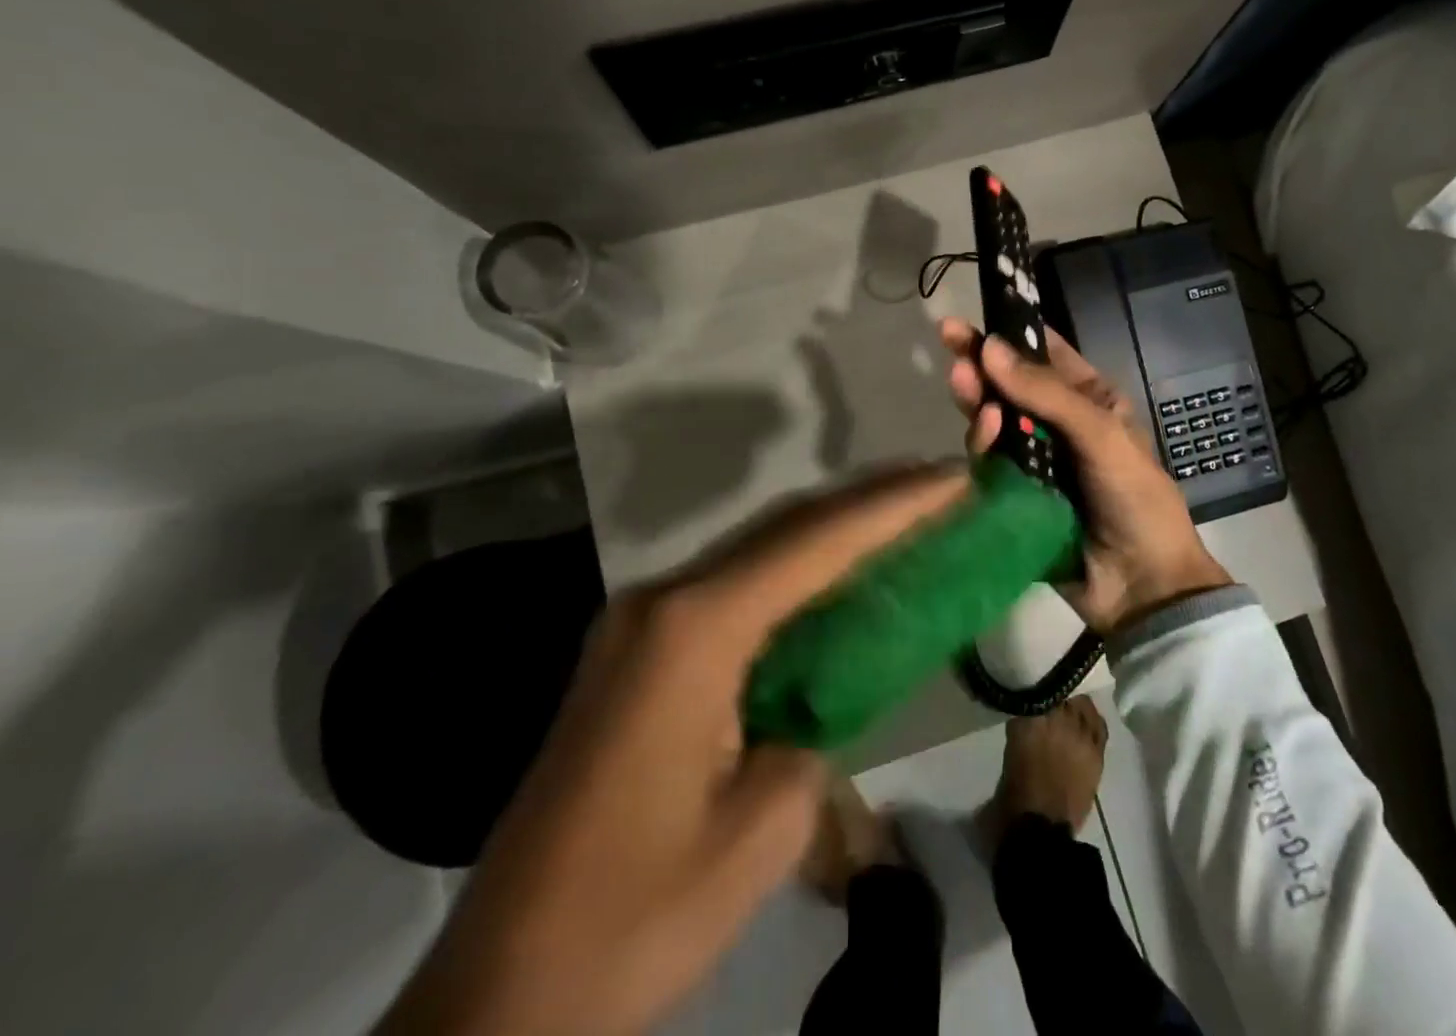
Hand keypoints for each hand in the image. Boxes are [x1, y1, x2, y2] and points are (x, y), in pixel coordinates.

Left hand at [377, 463, 969, 1035]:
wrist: (497, 997)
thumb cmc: (636, 916)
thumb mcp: (761, 832)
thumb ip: (814, 731)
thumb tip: (821, 694)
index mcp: (696, 629)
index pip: (816, 542)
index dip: (896, 505)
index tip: (955, 476)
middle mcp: (664, 600)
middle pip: (786, 526)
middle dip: (869, 498)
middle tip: (939, 481)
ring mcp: (642, 621)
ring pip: (757, 548)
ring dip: (832, 527)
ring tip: (904, 510)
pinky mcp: (637, 650)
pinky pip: (734, 585)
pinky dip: (795, 568)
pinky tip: (833, 573)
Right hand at [939, 319, 1229, 635]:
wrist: (1140, 585)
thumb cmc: (1134, 496)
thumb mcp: (1100, 433)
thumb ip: (1046, 392)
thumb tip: (989, 347)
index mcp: (1090, 401)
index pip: (1045, 354)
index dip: (1010, 332)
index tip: (972, 316)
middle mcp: (1058, 424)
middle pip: (1011, 384)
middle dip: (981, 362)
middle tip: (948, 340)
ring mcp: (1034, 460)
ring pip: (995, 419)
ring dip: (978, 399)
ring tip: (961, 382)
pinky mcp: (1014, 493)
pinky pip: (990, 461)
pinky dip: (982, 443)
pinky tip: (982, 431)